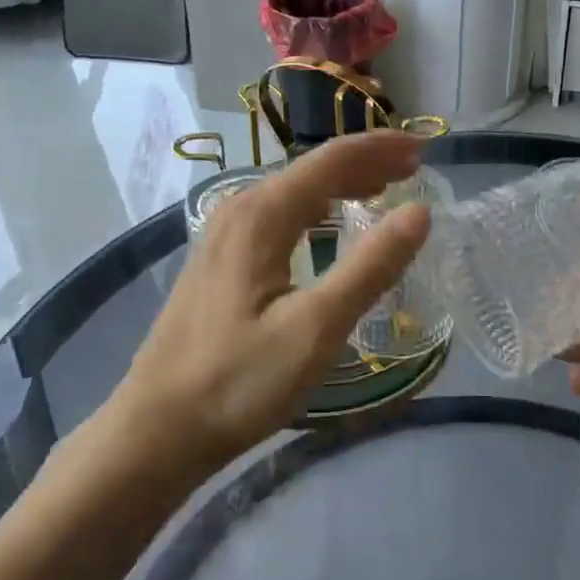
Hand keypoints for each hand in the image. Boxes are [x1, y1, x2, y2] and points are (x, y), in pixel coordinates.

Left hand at [116, 131, 431, 473]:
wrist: (156, 430)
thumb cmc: (239, 381)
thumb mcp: (316, 328)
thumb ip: (370, 267)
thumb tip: (419, 212)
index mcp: (261, 214)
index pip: (331, 160)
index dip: (380, 149)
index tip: (424, 149)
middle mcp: (239, 209)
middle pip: (312, 170)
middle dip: (365, 162)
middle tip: (414, 168)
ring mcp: (224, 233)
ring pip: (294, 191)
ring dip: (342, 184)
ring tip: (384, 187)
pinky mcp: (219, 259)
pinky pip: (279, 213)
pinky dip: (317, 208)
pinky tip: (331, 224)